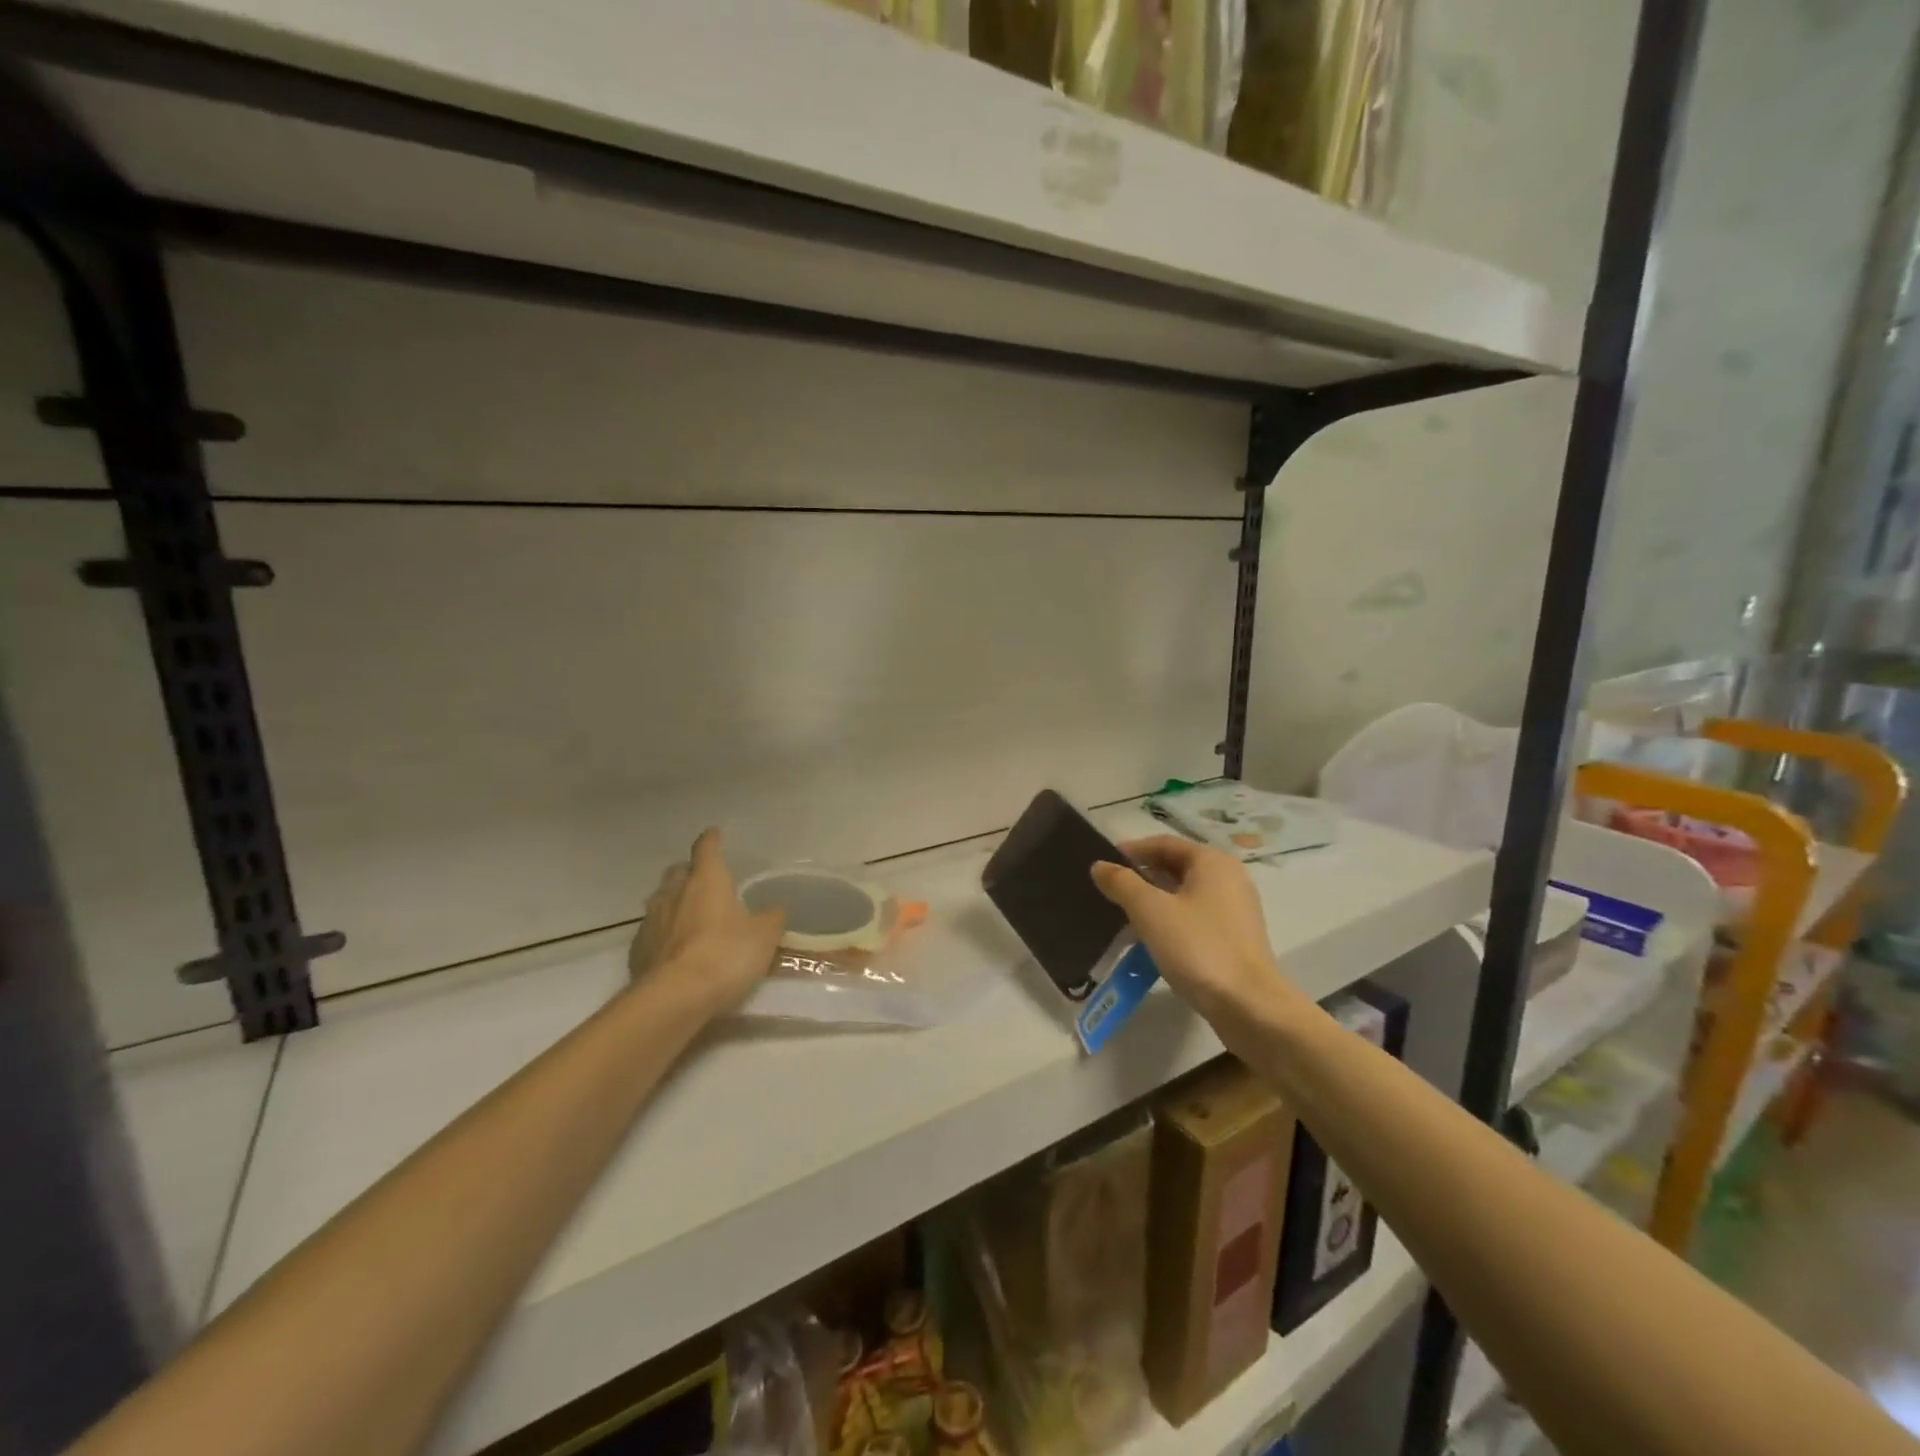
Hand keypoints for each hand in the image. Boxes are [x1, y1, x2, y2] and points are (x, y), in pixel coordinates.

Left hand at [628, 829, 784, 1017]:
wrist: (675, 998)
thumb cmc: (726, 955)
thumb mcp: (764, 936)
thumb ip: (771, 917)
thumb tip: (775, 908)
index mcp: (706, 880)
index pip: (706, 848)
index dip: (712, 840)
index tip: (715, 834)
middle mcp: (674, 893)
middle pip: (678, 872)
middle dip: (689, 873)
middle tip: (704, 883)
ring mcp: (650, 921)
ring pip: (661, 901)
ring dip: (674, 904)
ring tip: (690, 918)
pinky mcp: (637, 950)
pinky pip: (651, 933)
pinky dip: (663, 935)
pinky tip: (675, 951)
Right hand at [1090, 835, 1289, 1022]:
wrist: (1249, 1005)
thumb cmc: (1198, 947)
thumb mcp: (1150, 911)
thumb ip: (1122, 883)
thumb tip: (1099, 865)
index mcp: (1212, 861)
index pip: (1164, 843)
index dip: (1132, 851)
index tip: (1105, 864)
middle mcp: (1229, 877)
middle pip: (1177, 867)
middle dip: (1142, 877)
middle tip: (1111, 892)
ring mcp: (1236, 909)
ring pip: (1186, 894)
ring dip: (1155, 901)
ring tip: (1125, 917)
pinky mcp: (1236, 937)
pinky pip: (1196, 917)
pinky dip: (1172, 920)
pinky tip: (1152, 940)